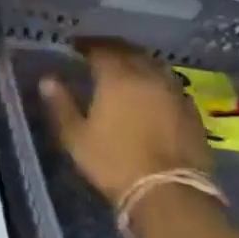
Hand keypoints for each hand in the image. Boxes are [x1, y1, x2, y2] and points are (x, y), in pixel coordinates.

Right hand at [41, 38, 210, 205]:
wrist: (170, 192)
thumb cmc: (114, 162)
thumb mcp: (76, 136)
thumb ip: (61, 104)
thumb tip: (48, 80)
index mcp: (117, 78)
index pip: (101, 49)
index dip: (86, 45)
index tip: (74, 46)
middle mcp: (148, 76)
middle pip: (130, 51)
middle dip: (112, 48)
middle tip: (97, 51)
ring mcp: (174, 92)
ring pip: (153, 64)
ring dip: (136, 60)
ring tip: (123, 67)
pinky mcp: (191, 110)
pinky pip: (168, 83)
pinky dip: (154, 79)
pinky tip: (148, 91)